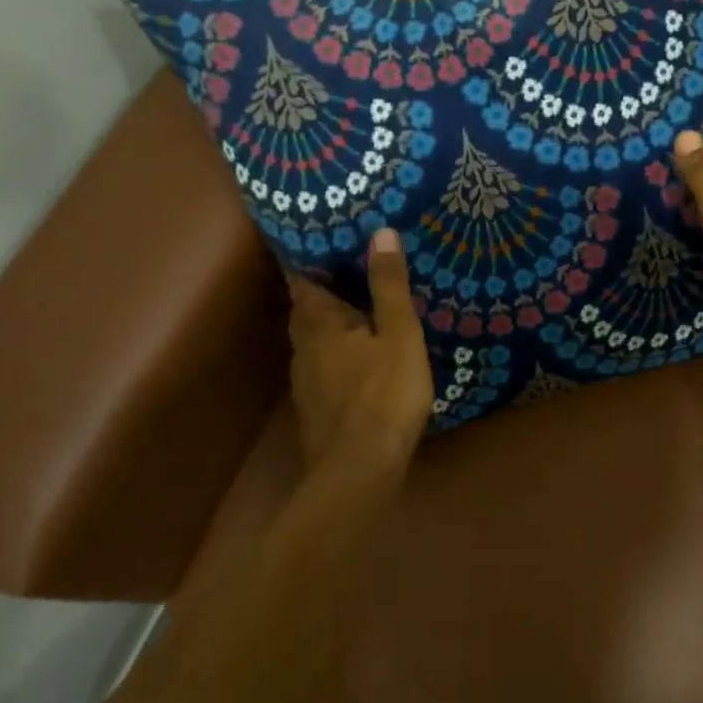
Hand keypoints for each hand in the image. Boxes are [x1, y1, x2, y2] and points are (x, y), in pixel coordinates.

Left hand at [287, 229, 432, 478]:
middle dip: (324, 291)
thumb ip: (389, 285)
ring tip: (360, 311)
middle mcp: (303, 348)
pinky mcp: (316, 408)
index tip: (333, 243)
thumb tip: (379, 232)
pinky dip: (337, 353)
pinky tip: (360, 360)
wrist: (359, 470)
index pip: (303, 280)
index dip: (312, 259)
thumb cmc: (384, 395)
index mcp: (319, 324)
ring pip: (313, 341)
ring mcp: (306, 381)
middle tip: (354, 273)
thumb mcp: (399, 334)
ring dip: (331, 325)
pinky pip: (323, 366)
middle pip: (306, 310)